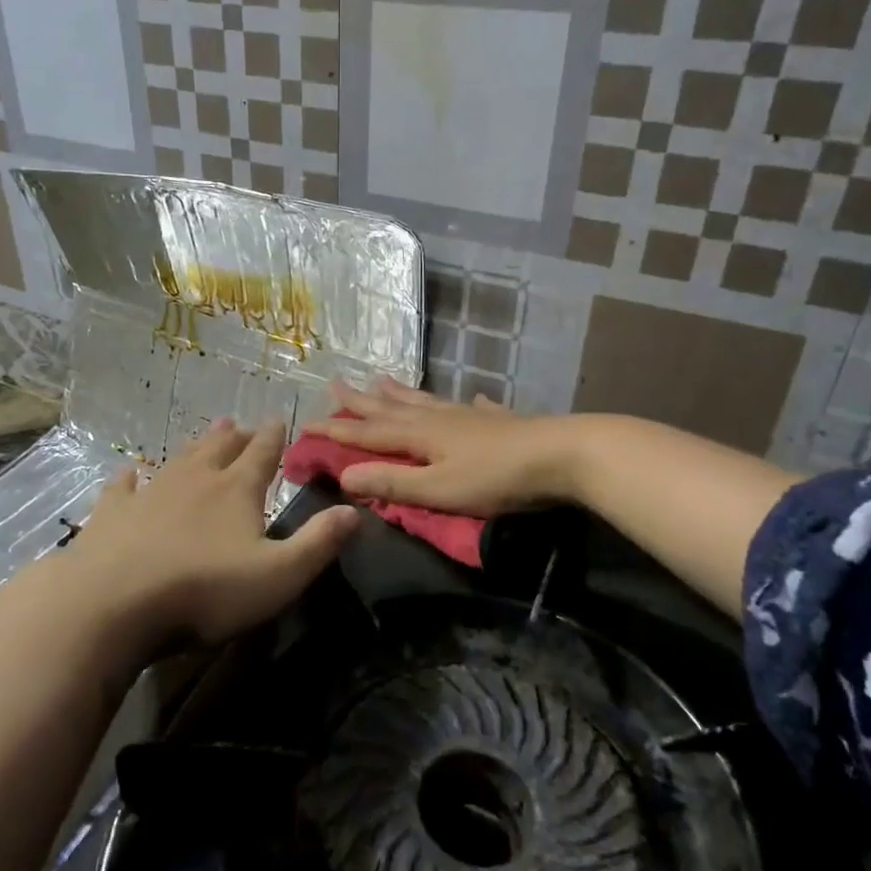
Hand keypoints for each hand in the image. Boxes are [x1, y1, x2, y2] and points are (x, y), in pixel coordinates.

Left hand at [58, 418, 357, 655]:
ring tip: (208, 432)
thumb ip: (318, 543)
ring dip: (196, 446)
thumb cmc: (204, 591)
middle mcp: (195, 481)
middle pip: (220, 450)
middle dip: (235, 437)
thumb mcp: (278, 576)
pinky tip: (129, 473)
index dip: (273, 438)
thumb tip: (354, 511)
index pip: (262, 455)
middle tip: (241, 425)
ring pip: (178, 460)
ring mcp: (150, 493)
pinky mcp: (112, 514)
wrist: (112, 603)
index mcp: (236, 491)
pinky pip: (123, 488)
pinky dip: (130, 478)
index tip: (279, 418)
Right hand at [311, 378, 585, 516]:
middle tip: (335, 384)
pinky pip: (472, 407)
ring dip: (400, 393)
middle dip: (361, 401)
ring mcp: (469, 416)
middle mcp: (438, 418)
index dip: (338, 431)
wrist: (562, 455)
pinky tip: (468, 398)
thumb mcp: (439, 489)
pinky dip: (463, 403)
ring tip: (382, 380)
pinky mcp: (498, 421)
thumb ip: (393, 483)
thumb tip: (343, 474)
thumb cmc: (496, 478)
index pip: (368, 434)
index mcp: (420, 436)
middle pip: (391, 408)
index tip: (308, 424)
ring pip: (425, 401)